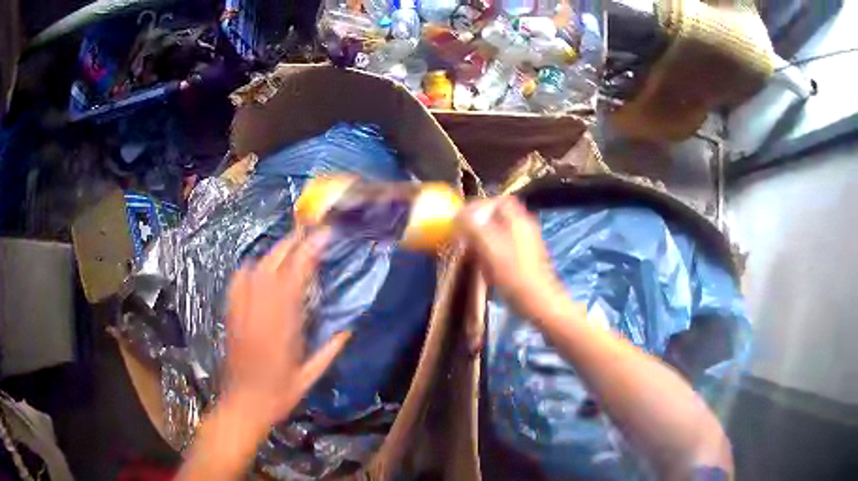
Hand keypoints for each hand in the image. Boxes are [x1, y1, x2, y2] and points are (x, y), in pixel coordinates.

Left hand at [224, 228, 349, 424]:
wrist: (243, 404)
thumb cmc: (278, 395)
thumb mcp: (308, 378)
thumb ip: (329, 352)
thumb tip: (348, 330)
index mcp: (283, 328)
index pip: (295, 279)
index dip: (308, 254)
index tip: (322, 237)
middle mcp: (260, 314)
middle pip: (272, 267)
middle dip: (290, 244)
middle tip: (306, 231)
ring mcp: (242, 313)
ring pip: (254, 271)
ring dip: (272, 253)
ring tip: (287, 245)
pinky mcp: (231, 316)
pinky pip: (237, 283)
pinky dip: (248, 269)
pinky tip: (256, 266)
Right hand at [456, 197, 568, 320]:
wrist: (539, 303)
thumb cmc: (514, 275)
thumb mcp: (490, 248)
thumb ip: (473, 227)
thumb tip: (458, 215)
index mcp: (519, 221)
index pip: (499, 201)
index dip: (480, 206)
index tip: (463, 217)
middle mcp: (525, 229)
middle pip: (499, 217)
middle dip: (480, 225)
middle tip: (465, 236)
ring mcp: (527, 245)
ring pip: (500, 234)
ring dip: (484, 241)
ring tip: (473, 254)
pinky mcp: (525, 261)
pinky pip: (504, 250)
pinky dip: (491, 255)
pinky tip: (485, 270)